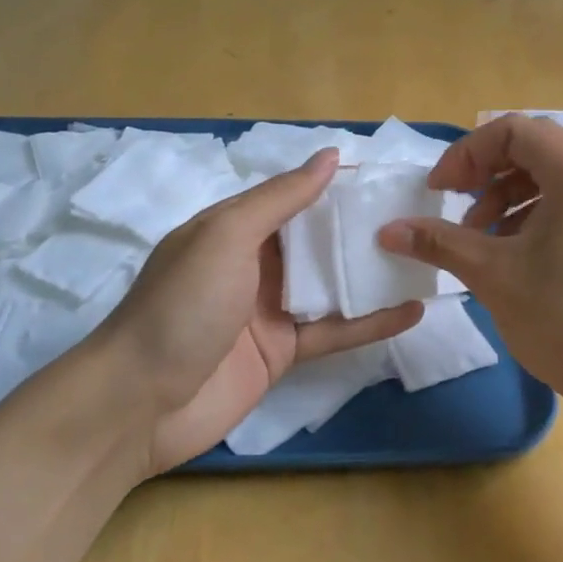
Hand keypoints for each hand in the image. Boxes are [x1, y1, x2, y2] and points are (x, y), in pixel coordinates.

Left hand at [91, 149, 421, 475]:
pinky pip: (335, 331)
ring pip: (331, 284)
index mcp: (234, 228)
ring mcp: (270, 310)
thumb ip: (280, 198)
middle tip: (419, 214)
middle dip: (361, 227)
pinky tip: (413, 311)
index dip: (337, 185)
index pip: (294, 195)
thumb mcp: (226, 237)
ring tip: (426, 257)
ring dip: (371, 272)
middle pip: (317, 239)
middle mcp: (254, 263)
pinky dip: (371, 322)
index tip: (386, 176)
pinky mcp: (284, 353)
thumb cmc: (181, 306)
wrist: (137, 405)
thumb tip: (329, 156)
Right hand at [376, 114, 562, 426]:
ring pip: (554, 180)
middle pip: (535, 150)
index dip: (467, 153)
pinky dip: (536, 218)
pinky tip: (516, 259)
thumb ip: (439, 242)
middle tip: (457, 209)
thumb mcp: (493, 275)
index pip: (514, 130)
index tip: (439, 191)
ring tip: (482, 240)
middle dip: (486, 174)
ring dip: (508, 198)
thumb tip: (388, 230)